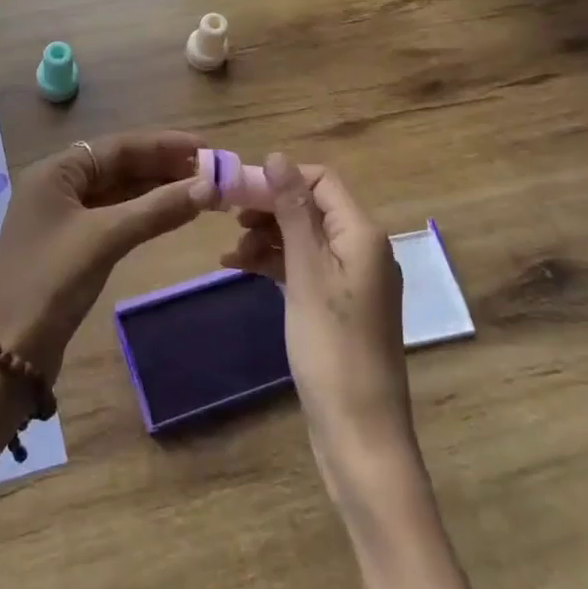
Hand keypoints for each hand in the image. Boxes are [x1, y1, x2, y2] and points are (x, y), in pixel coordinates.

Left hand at [0, 129, 211, 375]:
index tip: (207, 148)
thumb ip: (156, 209)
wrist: (8, 353)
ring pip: (117, 192)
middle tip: (211, 172)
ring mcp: (61, 217)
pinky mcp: (69, 246)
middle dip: (163, 167)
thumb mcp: (105, 239)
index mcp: (55, 172)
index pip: (118, 146)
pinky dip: (141, 214)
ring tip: (201, 191)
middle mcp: (56, 186)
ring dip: (156, 191)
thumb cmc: (51, 282)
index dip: (164, 145)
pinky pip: (112, 217)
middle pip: (118, 166)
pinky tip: (170, 215)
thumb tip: (209, 186)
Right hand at [223, 153, 412, 458]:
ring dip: (267, 237)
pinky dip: (275, 264)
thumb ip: (292, 212)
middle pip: (310, 207)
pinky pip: (305, 267)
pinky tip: (241, 268)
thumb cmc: (331, 347)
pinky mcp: (340, 304)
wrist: (359, 432)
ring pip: (304, 238)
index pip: (320, 180)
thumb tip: (277, 156)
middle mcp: (362, 248)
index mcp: (362, 234)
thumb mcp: (306, 273)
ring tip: (229, 254)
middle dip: (268, 208)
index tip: (235, 191)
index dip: (278, 179)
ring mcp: (352, 278)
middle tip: (225, 218)